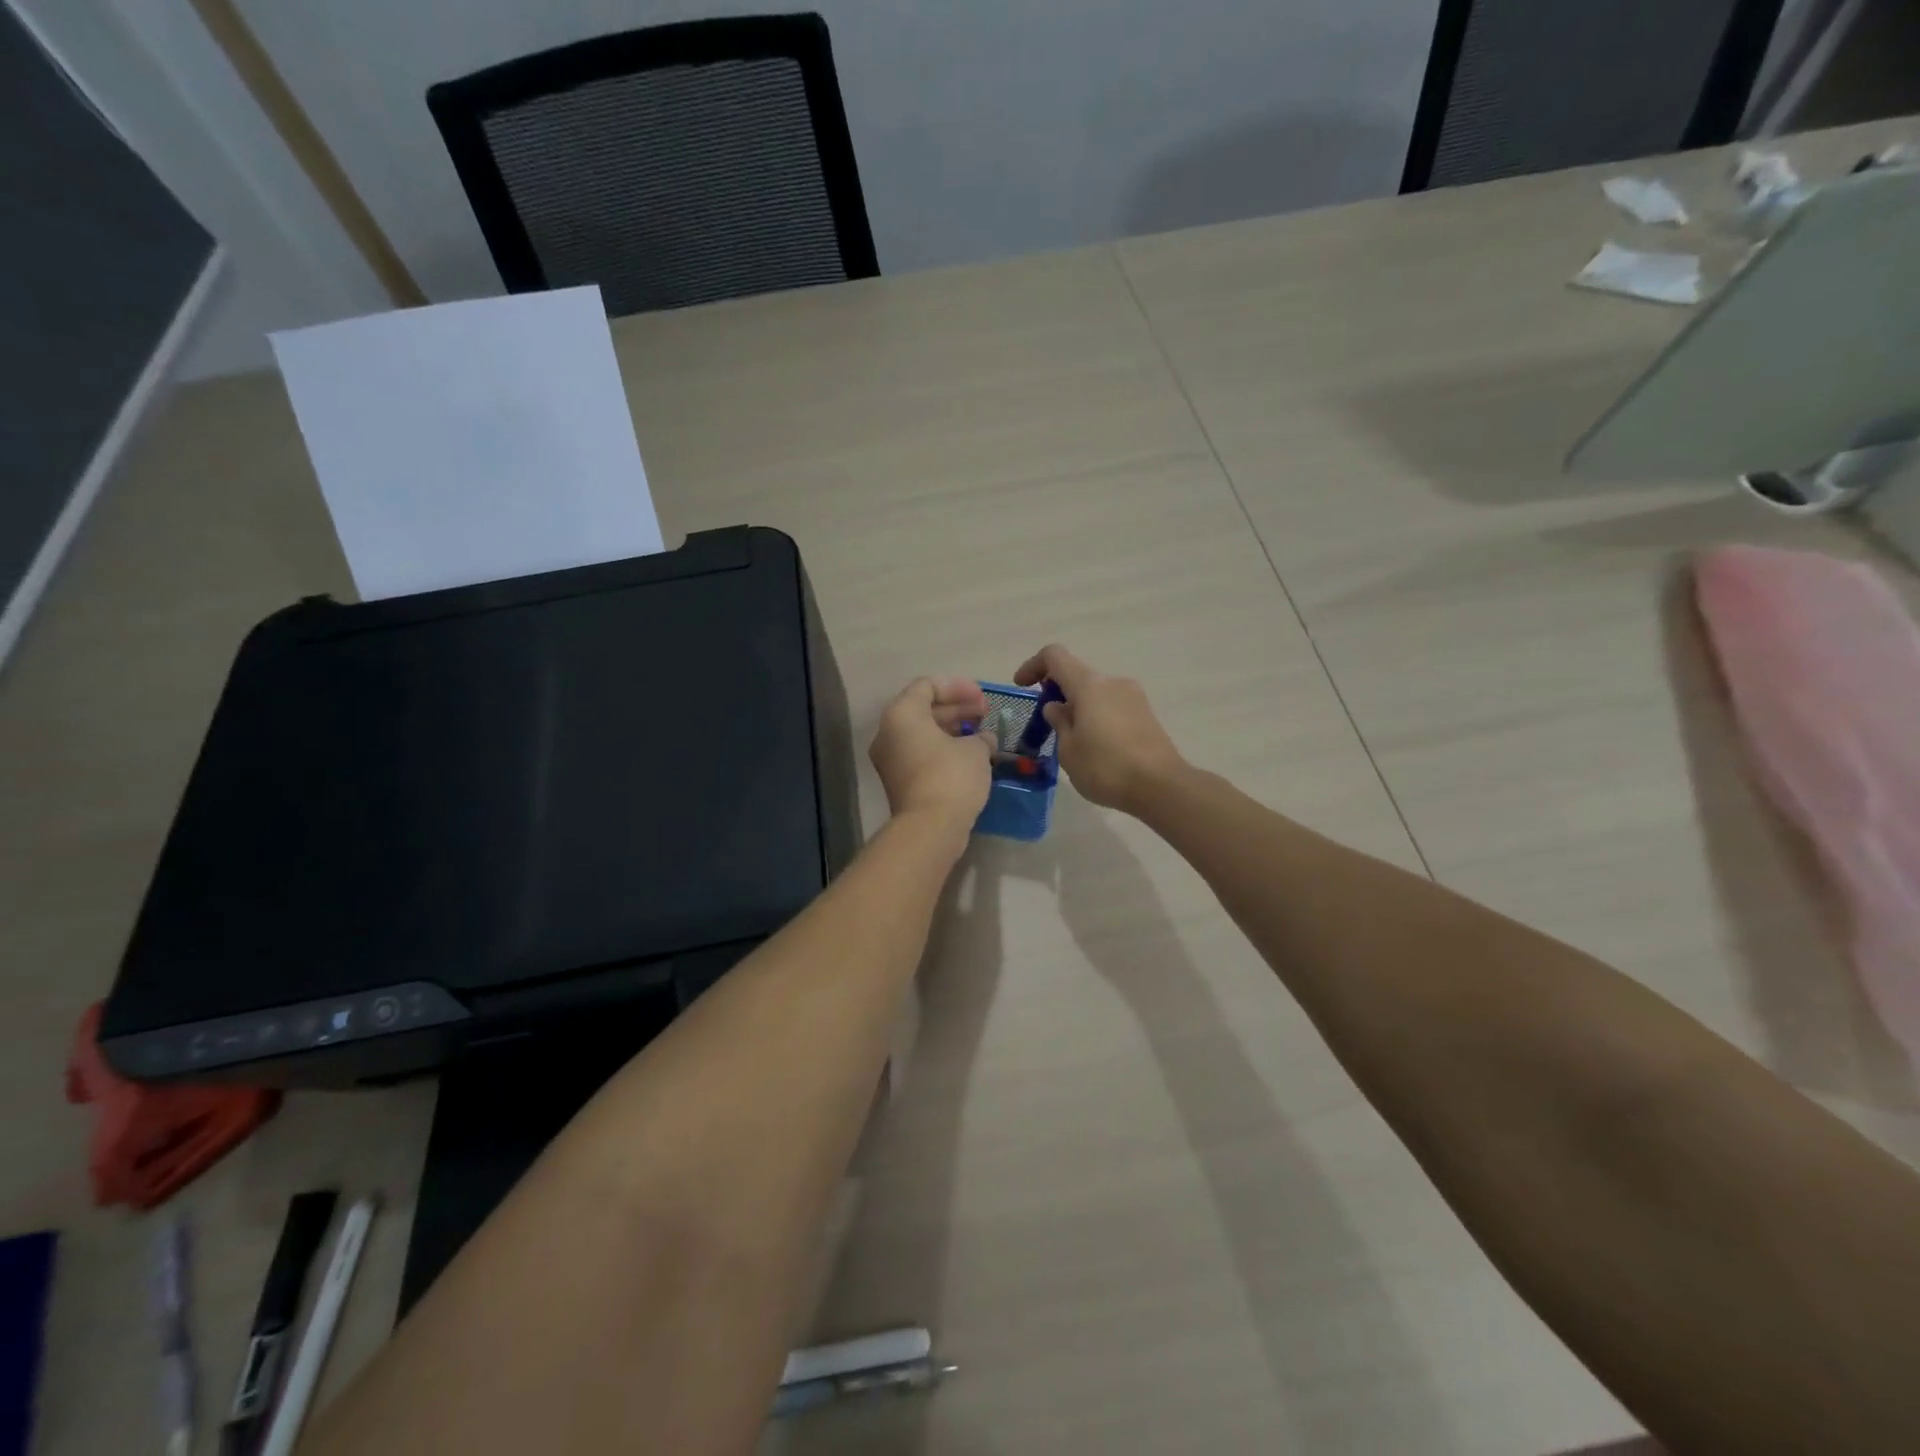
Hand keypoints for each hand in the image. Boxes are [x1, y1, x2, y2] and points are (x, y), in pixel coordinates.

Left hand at [869, 676, 994, 832]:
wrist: (930, 828)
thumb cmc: (951, 776)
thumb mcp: (975, 750)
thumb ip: (980, 737)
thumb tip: (983, 740)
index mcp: (902, 714)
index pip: (928, 686)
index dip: (958, 687)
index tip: (983, 698)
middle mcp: (889, 732)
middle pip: (923, 708)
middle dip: (956, 708)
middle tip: (985, 713)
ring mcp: (890, 759)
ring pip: (922, 733)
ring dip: (952, 729)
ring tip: (981, 734)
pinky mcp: (898, 781)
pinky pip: (921, 753)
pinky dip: (943, 748)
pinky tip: (969, 755)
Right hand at [1013, 645, 1185, 812]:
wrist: (1161, 786)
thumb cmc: (1106, 767)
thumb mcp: (1069, 750)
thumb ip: (1059, 722)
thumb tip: (1056, 706)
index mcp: (1089, 684)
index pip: (1055, 656)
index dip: (1033, 666)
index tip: (1021, 686)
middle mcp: (1112, 682)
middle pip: (1077, 674)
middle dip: (1057, 692)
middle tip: (1046, 723)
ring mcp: (1133, 696)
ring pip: (1096, 692)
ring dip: (1078, 706)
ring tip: (1072, 740)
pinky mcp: (1146, 714)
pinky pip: (1112, 706)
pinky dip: (1096, 716)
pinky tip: (1096, 747)